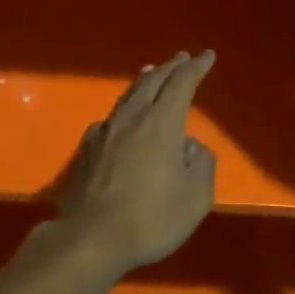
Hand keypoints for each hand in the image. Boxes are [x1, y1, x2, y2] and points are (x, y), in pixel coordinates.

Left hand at [51, 51, 216, 278]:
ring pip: (128, 95)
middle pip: (153, 82)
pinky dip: (123, 108)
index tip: (207, 56)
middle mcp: (133, 118)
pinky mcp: (87, 149)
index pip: (182, 83)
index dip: (196, 67)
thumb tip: (190, 146)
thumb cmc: (151, 218)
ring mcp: (106, 131)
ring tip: (151, 71)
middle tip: (182, 58)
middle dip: (170, 67)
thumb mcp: (195, 197)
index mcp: (162, 123)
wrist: (91, 238)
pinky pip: (110, 117)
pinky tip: (121, 116)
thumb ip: (201, 164)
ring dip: (144, 81)